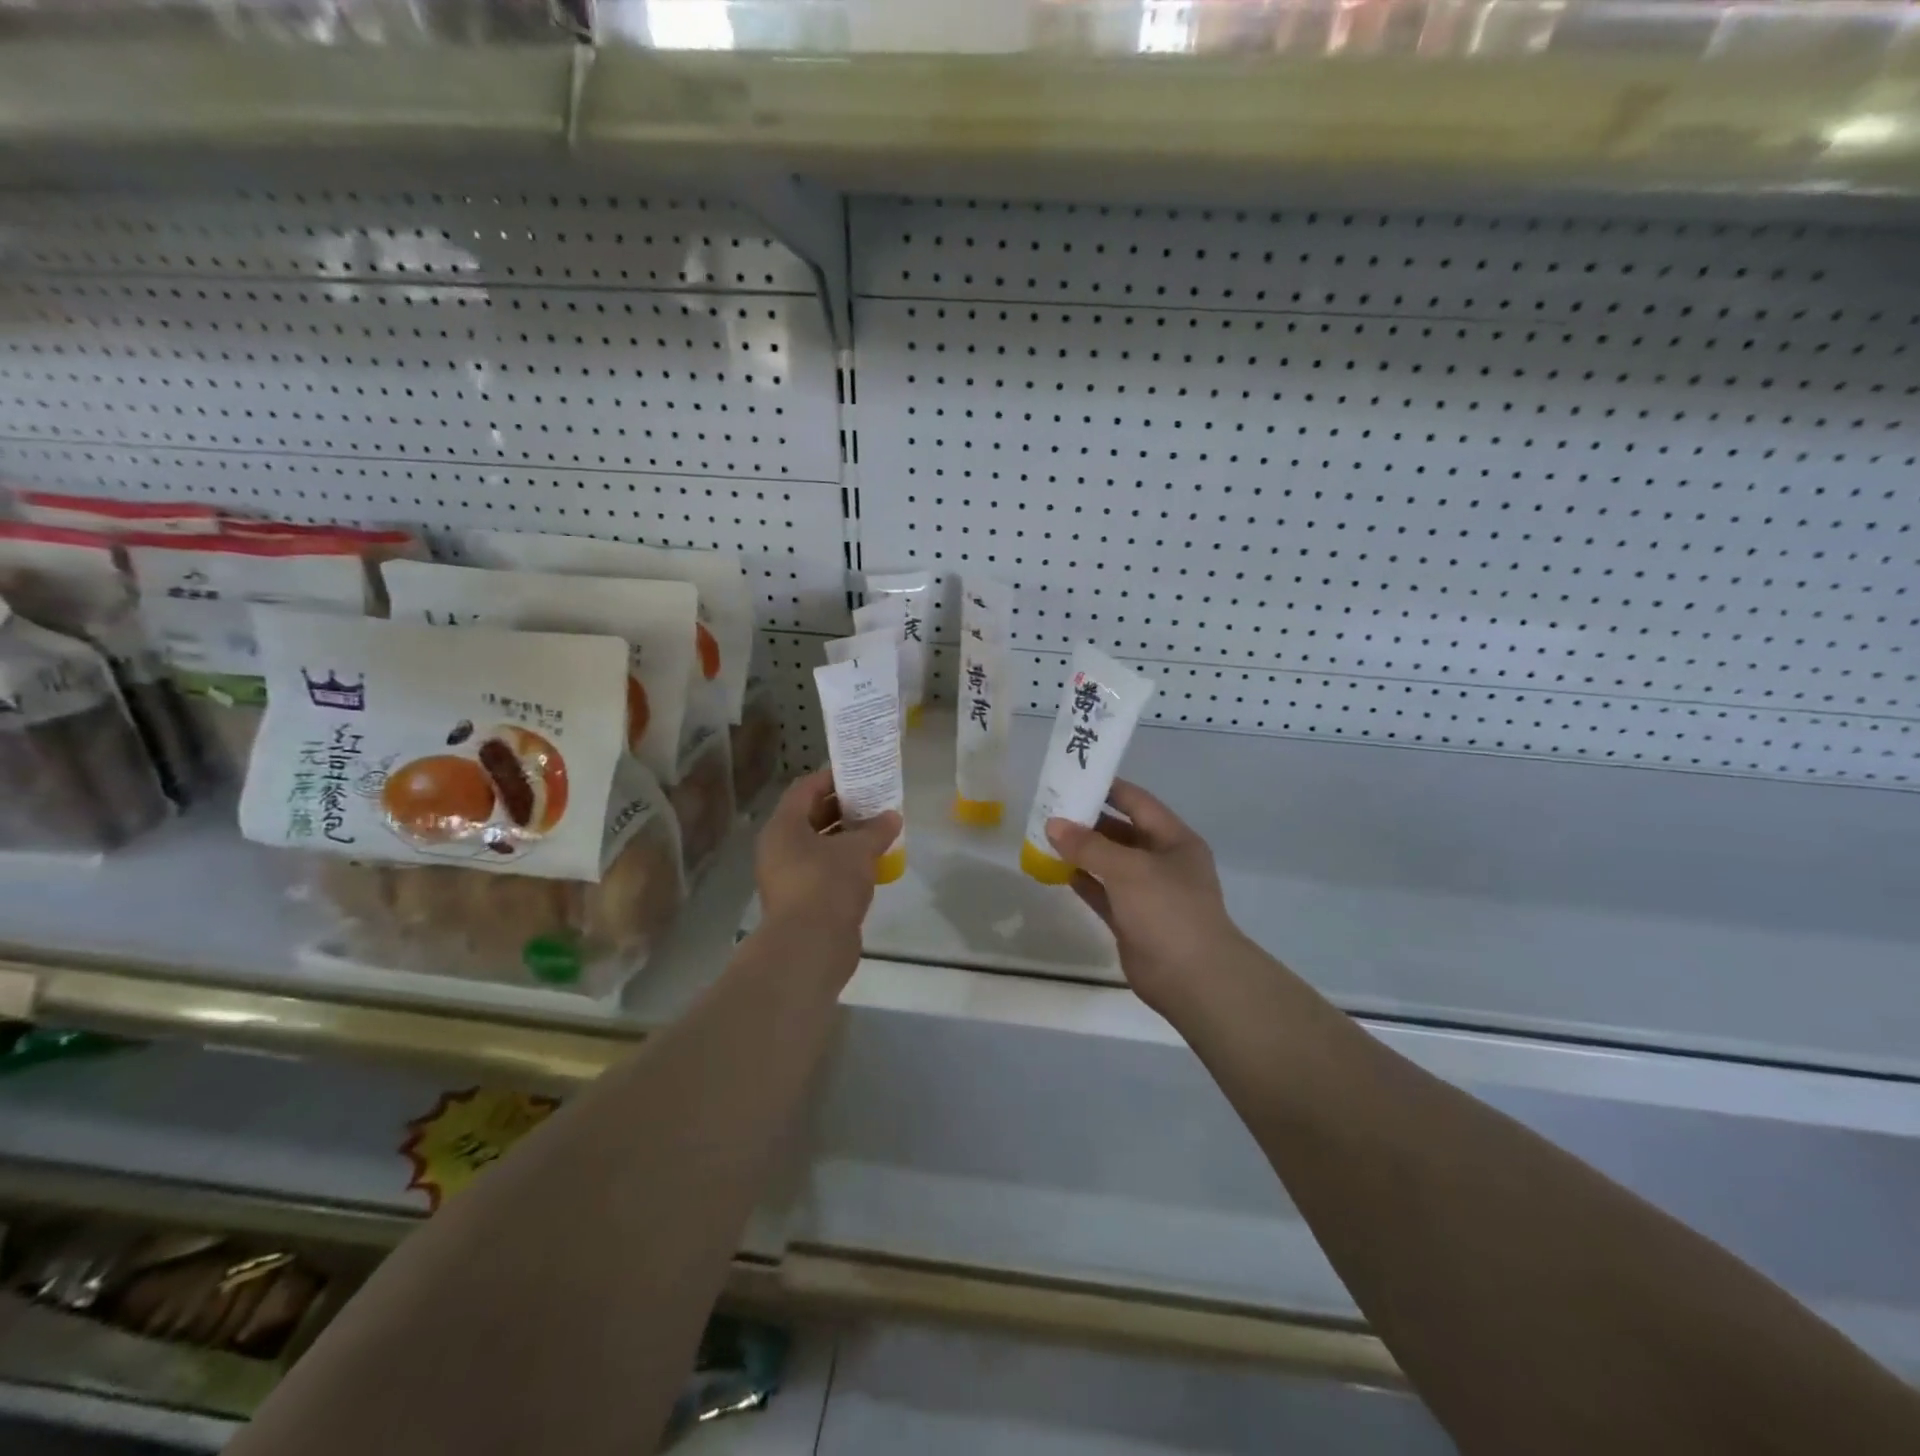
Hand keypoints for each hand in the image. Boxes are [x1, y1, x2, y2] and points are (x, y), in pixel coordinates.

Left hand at [756, 768, 900, 943]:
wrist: (810, 946)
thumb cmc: (828, 884)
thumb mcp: (858, 851)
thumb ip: (876, 829)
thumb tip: (892, 816)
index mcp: (783, 827)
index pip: (805, 789)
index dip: (832, 778)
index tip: (859, 774)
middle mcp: (779, 848)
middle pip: (810, 816)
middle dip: (842, 807)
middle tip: (873, 800)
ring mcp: (787, 876)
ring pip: (817, 845)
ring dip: (845, 836)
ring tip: (877, 829)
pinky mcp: (800, 900)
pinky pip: (822, 870)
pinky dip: (843, 862)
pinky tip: (871, 863)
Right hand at [1046, 780, 1246, 1017]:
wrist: (1193, 978)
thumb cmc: (1167, 910)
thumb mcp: (1128, 869)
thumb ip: (1089, 845)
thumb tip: (1053, 824)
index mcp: (1174, 840)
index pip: (1138, 803)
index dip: (1108, 789)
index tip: (1074, 779)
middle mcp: (1163, 862)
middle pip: (1121, 832)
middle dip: (1089, 821)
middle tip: (1051, 810)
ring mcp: (1148, 893)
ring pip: (1110, 863)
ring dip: (1082, 852)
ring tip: (1046, 837)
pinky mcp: (1132, 920)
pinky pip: (1104, 892)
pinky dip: (1084, 881)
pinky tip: (1059, 871)